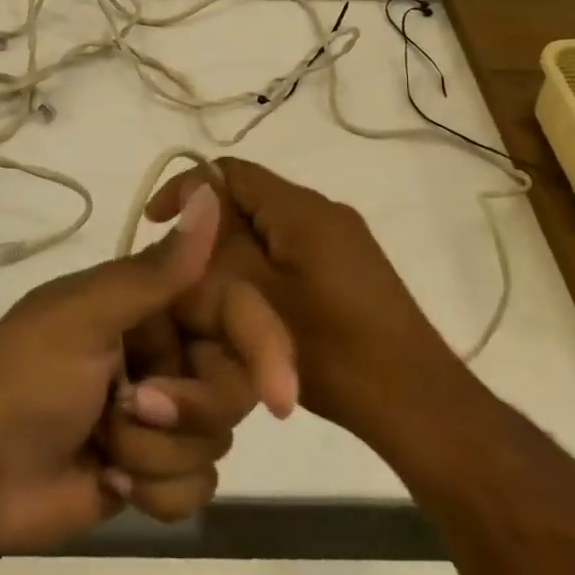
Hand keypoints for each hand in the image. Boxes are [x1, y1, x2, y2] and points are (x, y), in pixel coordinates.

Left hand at [0, 185, 279, 555]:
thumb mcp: (85, 317)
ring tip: (104, 444)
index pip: (233, 308)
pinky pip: (198, 486)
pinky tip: (109, 482)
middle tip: (134, 407)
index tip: (281, 396)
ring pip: (217, 439)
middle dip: (187, 407)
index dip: (263, 345)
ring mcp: (161, 412)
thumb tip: (212, 195)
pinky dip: (156, 491)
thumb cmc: (23, 380)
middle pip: (234, 382)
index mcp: (149, 301)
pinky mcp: (155, 469)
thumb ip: (156, 270)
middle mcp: (164, 349)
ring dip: (157, 453)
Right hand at [147, 158, 459, 430]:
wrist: (417, 403)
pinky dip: (262, 264)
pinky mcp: (352, 267)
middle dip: (210, 225)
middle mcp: (324, 210)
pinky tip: (252, 306)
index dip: (188, 188)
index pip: (232, 171)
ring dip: (235, 248)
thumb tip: (190, 211)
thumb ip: (219, 248)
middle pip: (250, 197)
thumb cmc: (333, 351)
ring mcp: (343, 239)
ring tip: (210, 292)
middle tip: (183, 270)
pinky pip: (292, 247)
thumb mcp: (259, 299)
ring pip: (269, 225)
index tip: (157, 224)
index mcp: (301, 208)